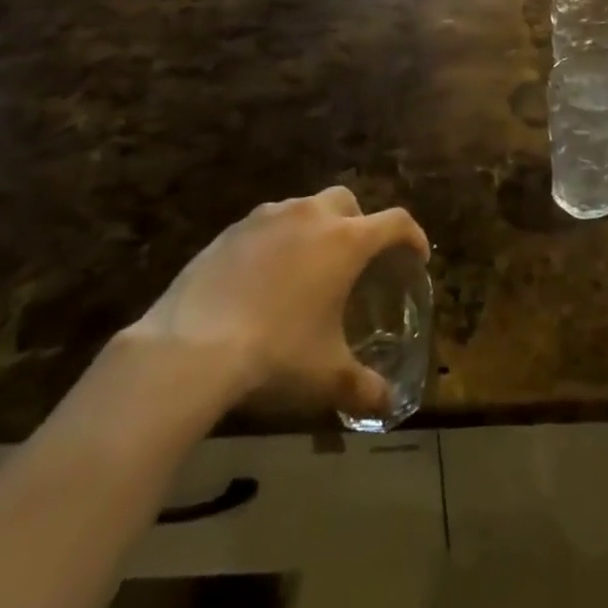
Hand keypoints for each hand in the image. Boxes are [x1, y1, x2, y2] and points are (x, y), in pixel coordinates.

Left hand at [120, 187, 428, 424]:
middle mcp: (311, 216)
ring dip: (315, 228)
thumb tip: (389, 405)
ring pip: (304, 208)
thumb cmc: (276, 354)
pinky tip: (263, 277)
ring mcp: (267, 218)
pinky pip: (265, 225)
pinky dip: (276, 241)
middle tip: (356, 259)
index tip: (417, 256)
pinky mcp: (230, 230)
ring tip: (306, 267)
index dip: (412, 236)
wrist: (190, 348)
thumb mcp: (327, 377)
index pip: (395, 222)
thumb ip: (364, 387)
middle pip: (348, 202)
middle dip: (359, 223)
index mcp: (346, 241)